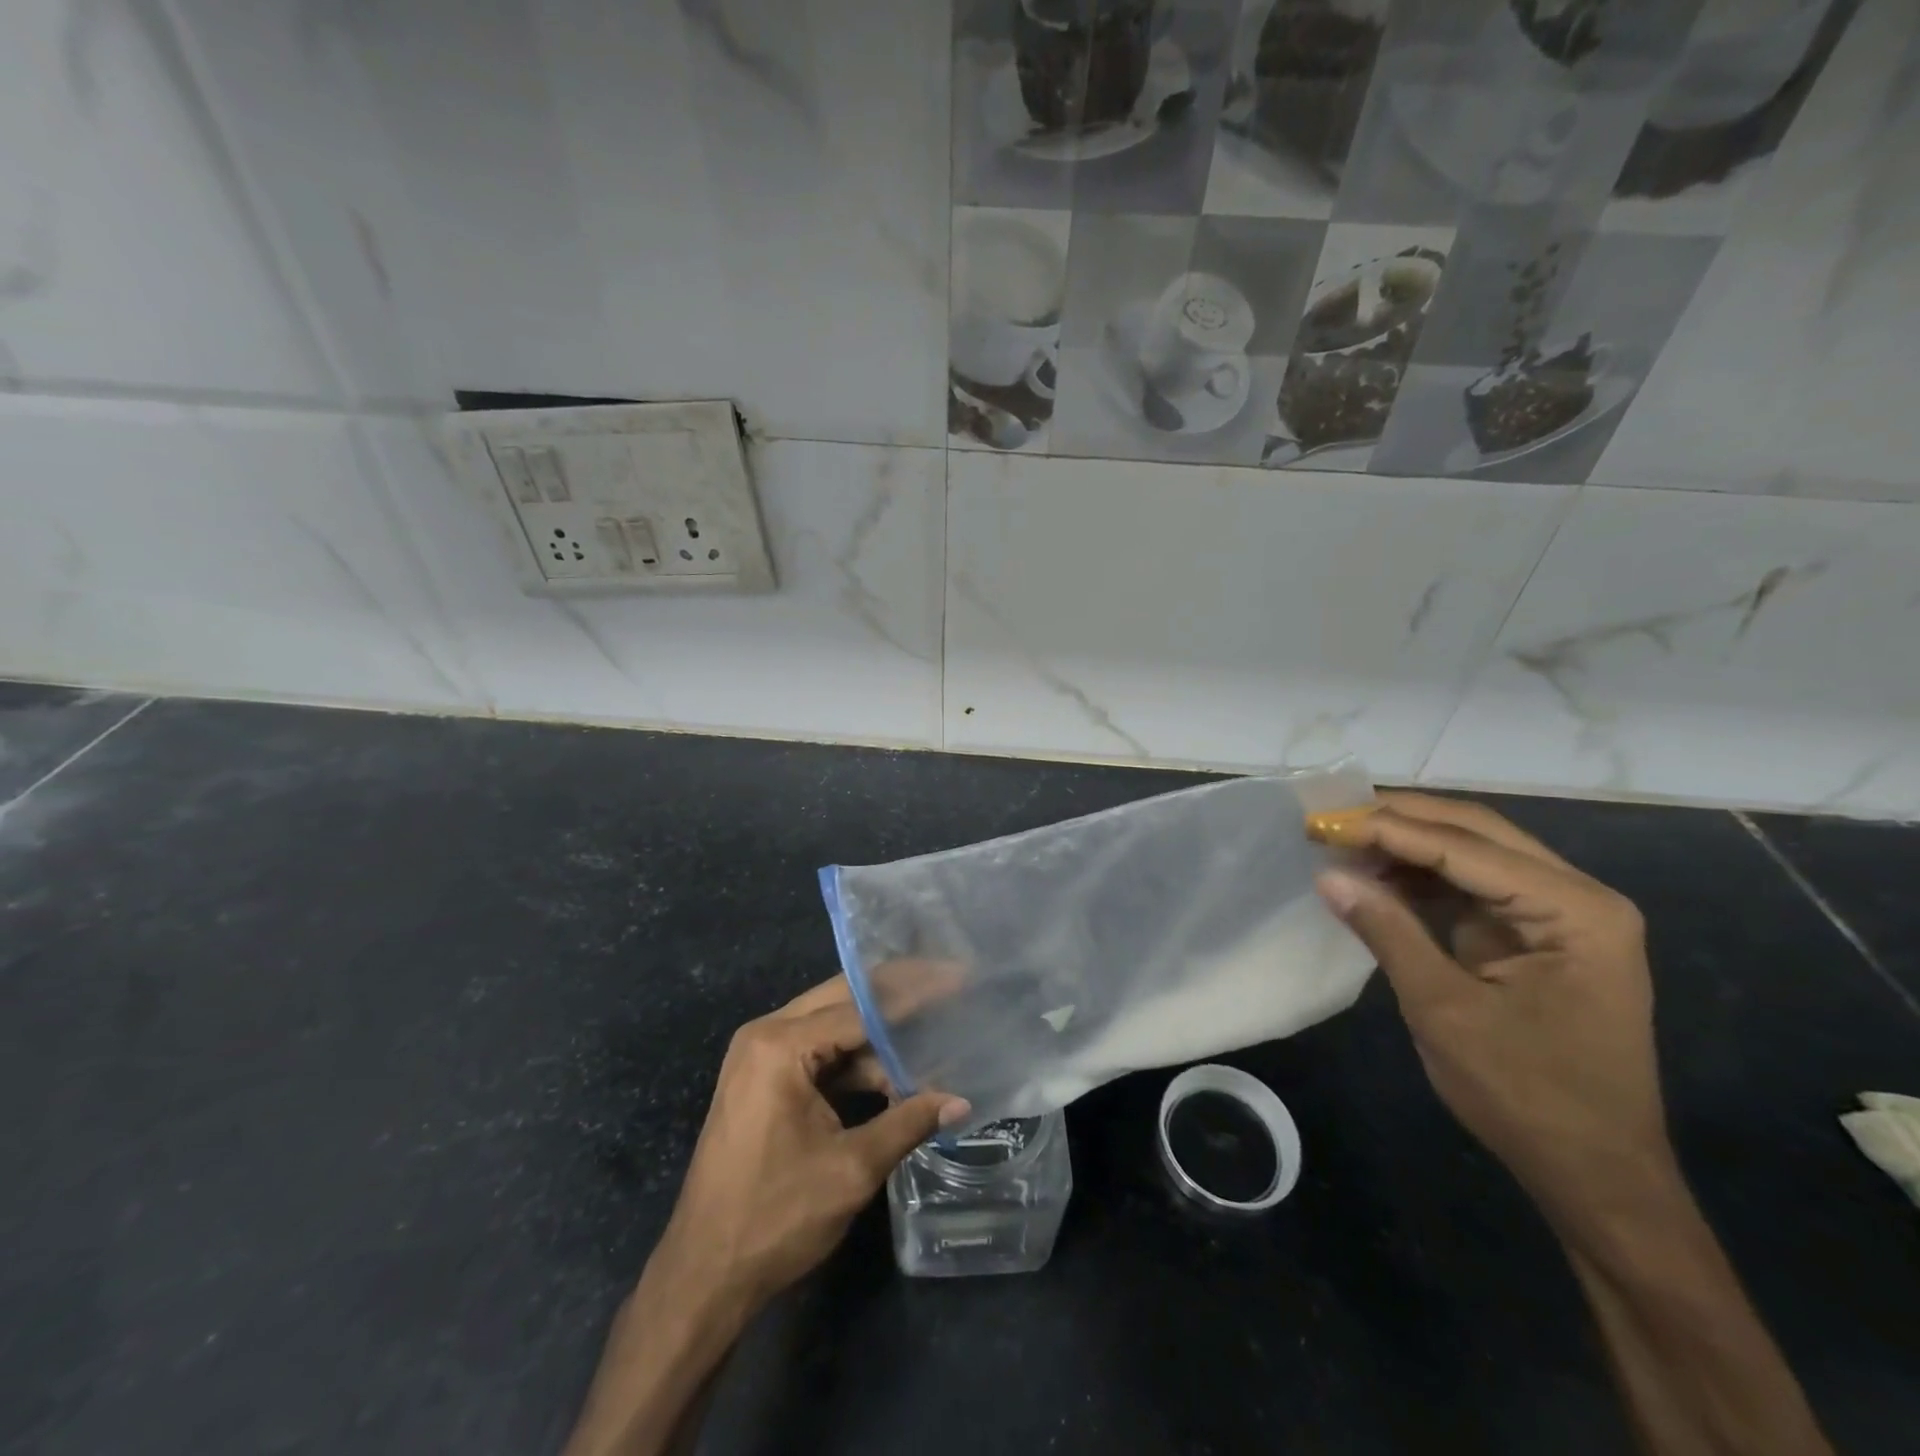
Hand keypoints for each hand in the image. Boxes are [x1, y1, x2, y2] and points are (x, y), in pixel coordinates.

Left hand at [563, 981, 968, 1455]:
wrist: (703, 1277)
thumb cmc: (775, 1218)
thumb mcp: (852, 1169)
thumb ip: (908, 1123)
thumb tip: (961, 1101)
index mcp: (780, 1045)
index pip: (861, 1005)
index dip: (914, 993)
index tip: (957, 978)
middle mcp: (765, 1035)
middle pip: (844, 1000)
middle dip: (897, 996)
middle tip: (949, 986)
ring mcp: (759, 1056)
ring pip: (832, 1027)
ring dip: (878, 1037)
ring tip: (932, 1036)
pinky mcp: (763, 1080)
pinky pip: (818, 1054)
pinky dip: (855, 1062)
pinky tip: (895, 1074)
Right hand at [1311, 793, 1674, 1227]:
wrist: (1594, 1175)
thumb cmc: (1528, 1096)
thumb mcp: (1445, 1011)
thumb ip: (1388, 932)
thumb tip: (1327, 874)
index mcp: (1575, 911)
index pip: (1464, 847)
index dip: (1386, 828)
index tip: (1321, 822)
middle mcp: (1577, 897)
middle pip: (1474, 833)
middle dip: (1397, 820)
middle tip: (1328, 817)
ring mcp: (1558, 915)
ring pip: (1470, 853)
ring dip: (1404, 845)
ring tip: (1340, 841)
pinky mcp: (1533, 935)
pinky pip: (1468, 887)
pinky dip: (1417, 878)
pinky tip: (1373, 874)